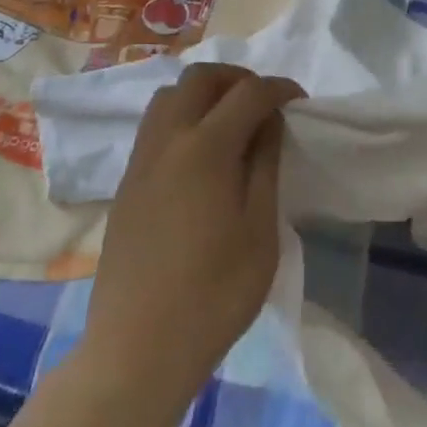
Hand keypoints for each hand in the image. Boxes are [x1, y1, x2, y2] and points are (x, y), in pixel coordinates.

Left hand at [82, 64, 299, 404]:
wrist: (138, 348)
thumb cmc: (214, 294)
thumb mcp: (260, 230)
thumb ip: (265, 165)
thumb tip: (269, 122)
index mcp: (205, 148)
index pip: (248, 93)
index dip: (279, 89)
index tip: (300, 103)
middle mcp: (167, 139)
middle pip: (201, 77)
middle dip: (238, 79)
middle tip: (264, 105)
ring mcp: (140, 160)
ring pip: (170, 95)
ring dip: (204, 94)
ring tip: (231, 123)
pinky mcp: (126, 182)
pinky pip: (155, 125)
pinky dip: (182, 117)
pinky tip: (201, 154)